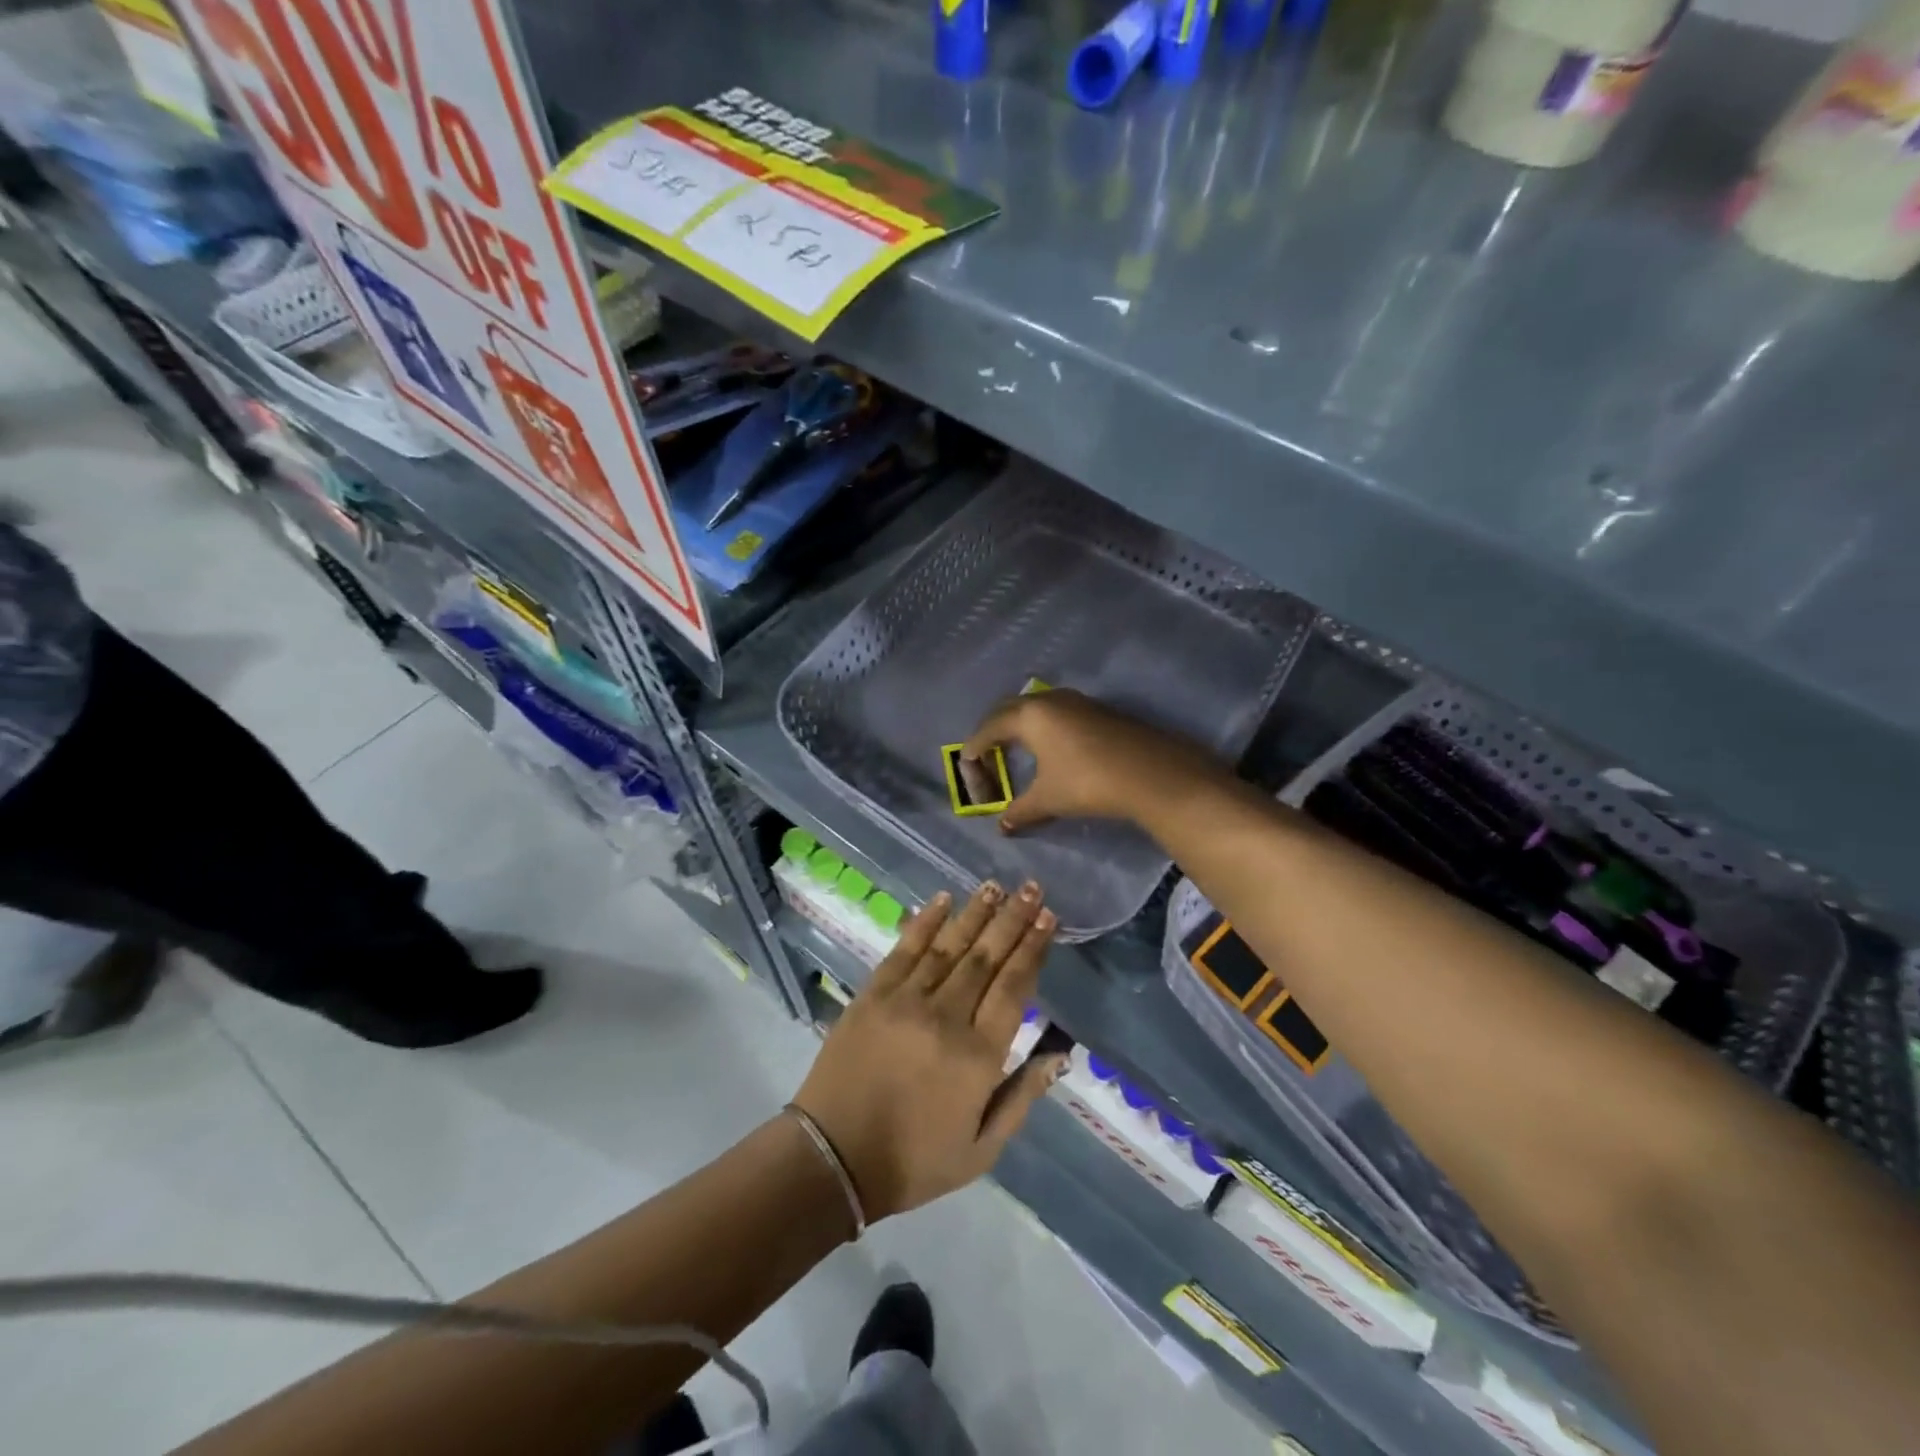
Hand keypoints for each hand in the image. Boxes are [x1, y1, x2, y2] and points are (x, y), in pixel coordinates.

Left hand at [792, 881, 1062, 1221]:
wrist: (834, 1159)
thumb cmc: (914, 1161)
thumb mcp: (982, 1149)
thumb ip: (1022, 1095)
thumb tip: (1061, 1053)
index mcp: (977, 1056)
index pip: (1014, 988)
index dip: (1033, 949)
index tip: (1049, 919)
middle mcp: (946, 1017)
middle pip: (986, 957)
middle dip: (1012, 919)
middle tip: (1031, 888)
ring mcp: (906, 1001)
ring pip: (949, 946)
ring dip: (975, 913)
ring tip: (996, 886)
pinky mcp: (873, 994)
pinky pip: (904, 950)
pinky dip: (925, 922)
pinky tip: (942, 900)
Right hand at [962, 689, 1224, 833]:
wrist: (1151, 774)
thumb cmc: (1087, 783)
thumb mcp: (1048, 799)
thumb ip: (1021, 810)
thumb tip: (1003, 826)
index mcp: (1030, 716)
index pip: (990, 728)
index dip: (975, 748)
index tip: (966, 764)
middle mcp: (1050, 701)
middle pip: (1010, 710)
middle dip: (993, 730)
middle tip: (985, 753)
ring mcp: (1077, 702)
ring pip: (1036, 708)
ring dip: (1020, 725)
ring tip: (1015, 748)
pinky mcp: (1098, 711)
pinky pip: (1057, 713)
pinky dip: (1043, 727)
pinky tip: (1050, 748)